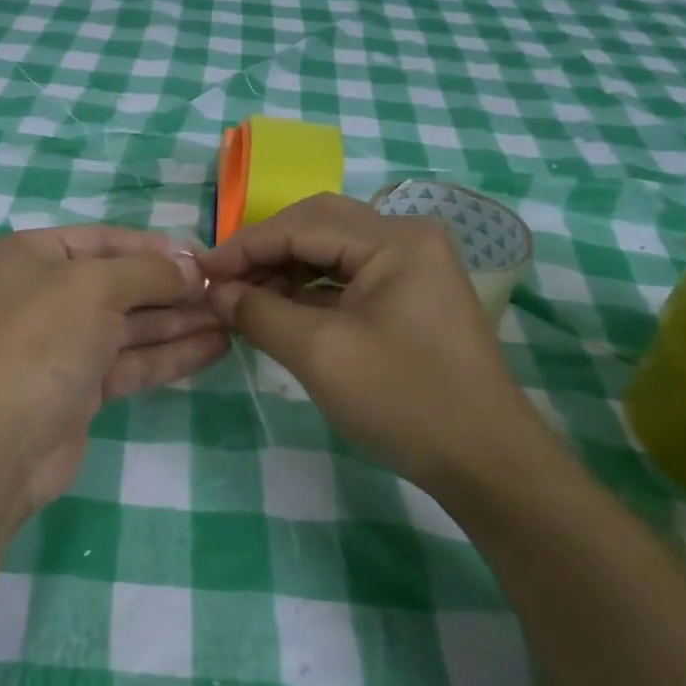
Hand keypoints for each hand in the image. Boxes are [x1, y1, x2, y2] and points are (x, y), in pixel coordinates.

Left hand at [0, 225, 228, 514]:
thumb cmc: (39, 341)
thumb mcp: (94, 287)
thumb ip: (148, 272)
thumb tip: (191, 269)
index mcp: (27, 258)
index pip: (101, 240)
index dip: (152, 246)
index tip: (203, 256)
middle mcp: (40, 296)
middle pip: (118, 284)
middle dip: (171, 288)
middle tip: (225, 291)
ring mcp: (58, 345)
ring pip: (127, 325)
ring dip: (178, 321)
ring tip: (231, 317)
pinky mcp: (77, 388)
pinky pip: (128, 361)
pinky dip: (168, 354)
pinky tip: (214, 348)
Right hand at [200, 193, 544, 484]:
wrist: (485, 461)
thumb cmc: (403, 400)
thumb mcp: (320, 354)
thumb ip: (259, 312)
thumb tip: (215, 291)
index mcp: (395, 239)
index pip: (302, 224)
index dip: (246, 246)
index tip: (201, 272)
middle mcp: (407, 238)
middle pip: (318, 226)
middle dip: (265, 252)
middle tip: (221, 283)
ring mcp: (413, 267)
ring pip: (331, 251)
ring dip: (284, 271)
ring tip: (243, 301)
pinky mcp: (410, 296)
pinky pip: (347, 278)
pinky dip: (309, 291)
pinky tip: (278, 312)